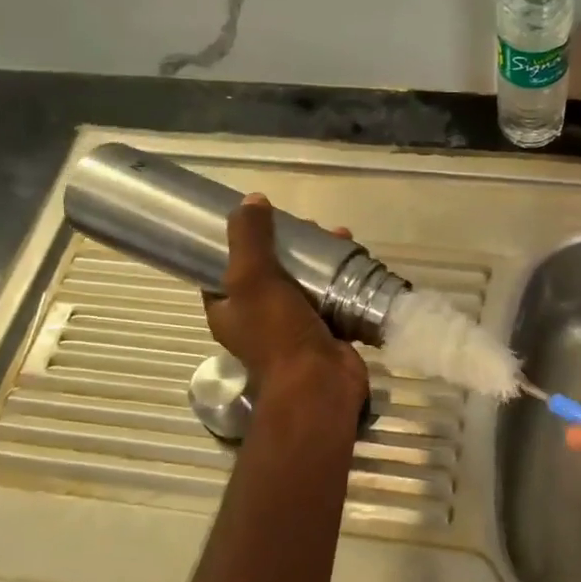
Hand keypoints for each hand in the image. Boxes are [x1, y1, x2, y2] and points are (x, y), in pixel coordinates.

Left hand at [204, 195, 367, 405]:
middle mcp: (258, 318)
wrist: (319, 382)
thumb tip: (252, 199)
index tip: (263, 219)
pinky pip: (332, 297)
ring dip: (321, 258)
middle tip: (310, 227)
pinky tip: (355, 258)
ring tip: (340, 237)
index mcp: (228, 309)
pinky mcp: (326, 330)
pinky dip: (342, 278)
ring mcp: (294, 326)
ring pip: (305, 281)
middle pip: (273, 270)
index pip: (226, 268)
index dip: (242, 241)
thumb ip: (249, 237)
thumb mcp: (252, 277)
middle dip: (293, 244)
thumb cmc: (277, 332)